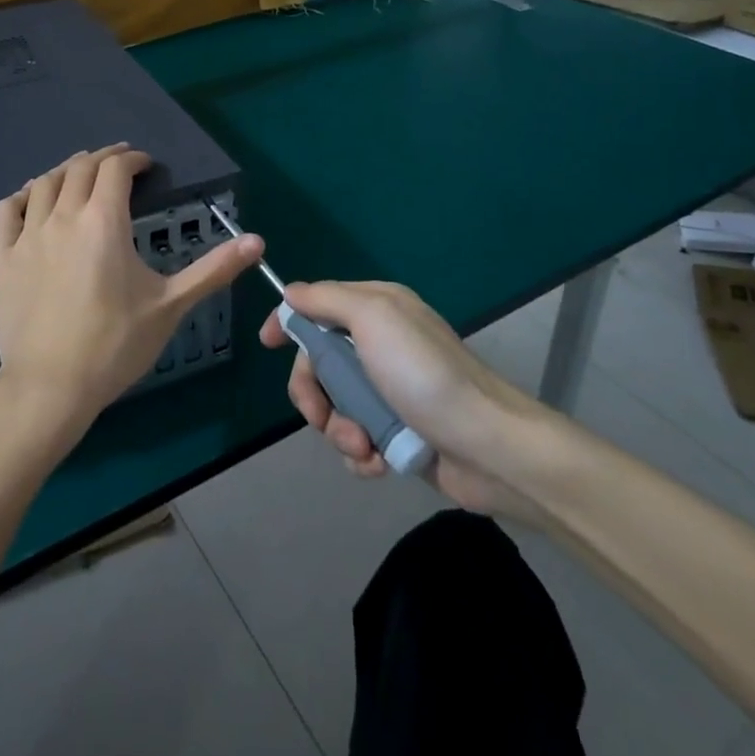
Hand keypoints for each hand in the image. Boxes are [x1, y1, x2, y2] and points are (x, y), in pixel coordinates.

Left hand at [0, 144, 263, 440]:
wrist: (50, 387)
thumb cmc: (115, 344)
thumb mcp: (171, 305)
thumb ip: (213, 269)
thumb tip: (258, 241)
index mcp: (103, 221)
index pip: (116, 170)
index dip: (133, 160)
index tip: (146, 165)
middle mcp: (63, 217)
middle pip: (80, 168)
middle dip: (103, 158)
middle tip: (119, 162)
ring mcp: (27, 236)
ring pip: (43, 183)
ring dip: (65, 170)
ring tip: (80, 172)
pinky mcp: (2, 258)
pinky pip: (6, 211)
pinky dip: (22, 196)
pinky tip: (31, 198)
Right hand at [260, 281, 535, 517]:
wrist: (487, 446)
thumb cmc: (424, 374)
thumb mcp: (374, 318)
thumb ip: (328, 300)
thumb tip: (292, 292)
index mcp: (377, 310)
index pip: (318, 306)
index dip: (290, 322)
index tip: (267, 343)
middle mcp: (381, 345)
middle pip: (320, 362)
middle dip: (314, 393)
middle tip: (321, 416)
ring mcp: (390, 391)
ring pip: (335, 405)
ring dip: (340, 430)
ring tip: (363, 446)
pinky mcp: (397, 432)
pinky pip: (356, 439)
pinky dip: (360, 454)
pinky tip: (377, 463)